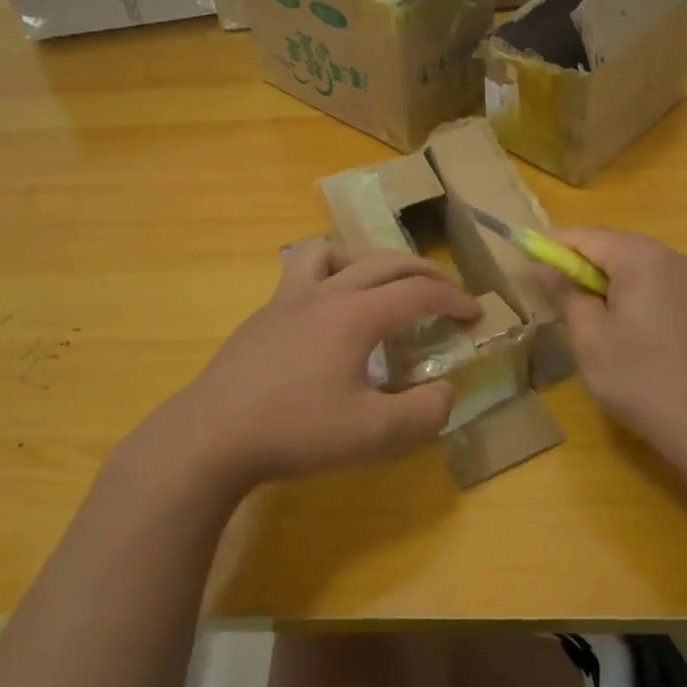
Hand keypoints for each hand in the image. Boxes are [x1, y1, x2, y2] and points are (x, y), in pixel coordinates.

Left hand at [162, 239, 479, 492]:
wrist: (211, 435)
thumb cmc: (295, 431)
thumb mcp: (373, 435)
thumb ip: (423, 413)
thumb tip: (445, 392)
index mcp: (355, 314)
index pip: (418, 294)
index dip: (454, 300)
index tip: (475, 314)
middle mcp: (325, 293)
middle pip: (384, 262)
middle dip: (424, 273)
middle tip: (446, 293)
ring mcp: (287, 299)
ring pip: (332, 251)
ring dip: (367, 260)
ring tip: (380, 286)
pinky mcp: (263, 315)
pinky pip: (301, 272)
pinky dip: (327, 275)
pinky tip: (325, 312)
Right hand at [542, 228, 686, 476]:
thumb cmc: (640, 379)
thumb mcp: (589, 338)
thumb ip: (564, 293)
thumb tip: (543, 266)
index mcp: (642, 258)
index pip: (587, 236)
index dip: (553, 246)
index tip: (526, 260)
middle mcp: (674, 258)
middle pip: (615, 246)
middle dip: (581, 264)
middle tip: (553, 292)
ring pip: (639, 266)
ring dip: (607, 280)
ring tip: (585, 313)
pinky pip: (660, 284)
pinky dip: (634, 293)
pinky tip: (625, 327)